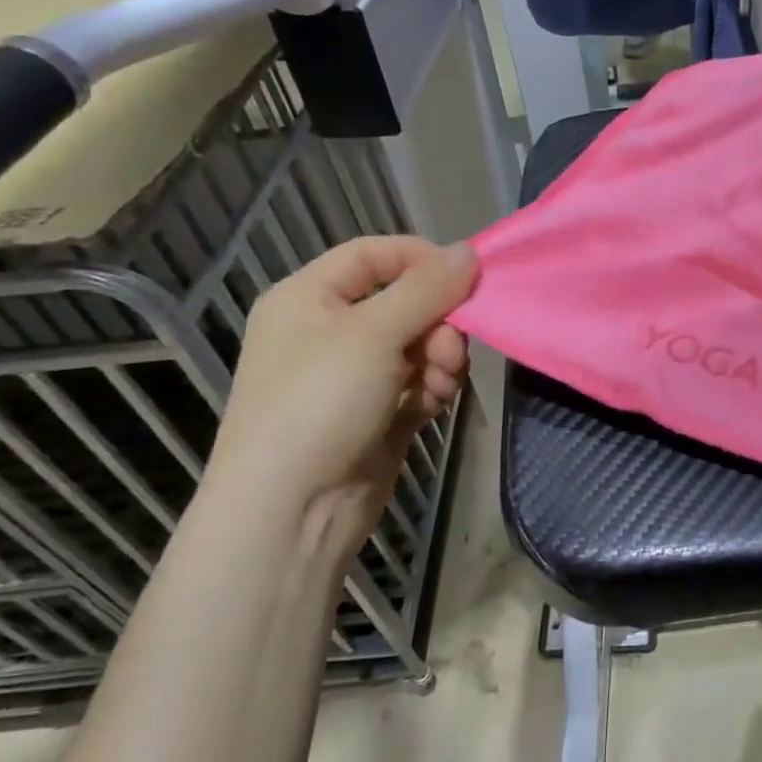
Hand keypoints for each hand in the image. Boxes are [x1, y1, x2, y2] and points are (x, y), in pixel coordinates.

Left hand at [205, 237, 476, 557]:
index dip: (421, 259)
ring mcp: (355, 375)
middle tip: (448, 351)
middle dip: (438, 323)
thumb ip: (428, 288)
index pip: (373, 255)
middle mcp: (331, 331)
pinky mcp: (379, 411)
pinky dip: (433, 388)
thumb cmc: (320, 403)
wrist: (292, 510)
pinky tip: (431, 406)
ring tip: (438, 386)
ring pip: (421, 343)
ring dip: (440, 359)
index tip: (466, 279)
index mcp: (309, 298)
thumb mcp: (374, 333)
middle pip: (407, 302)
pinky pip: (420, 381)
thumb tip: (470, 250)